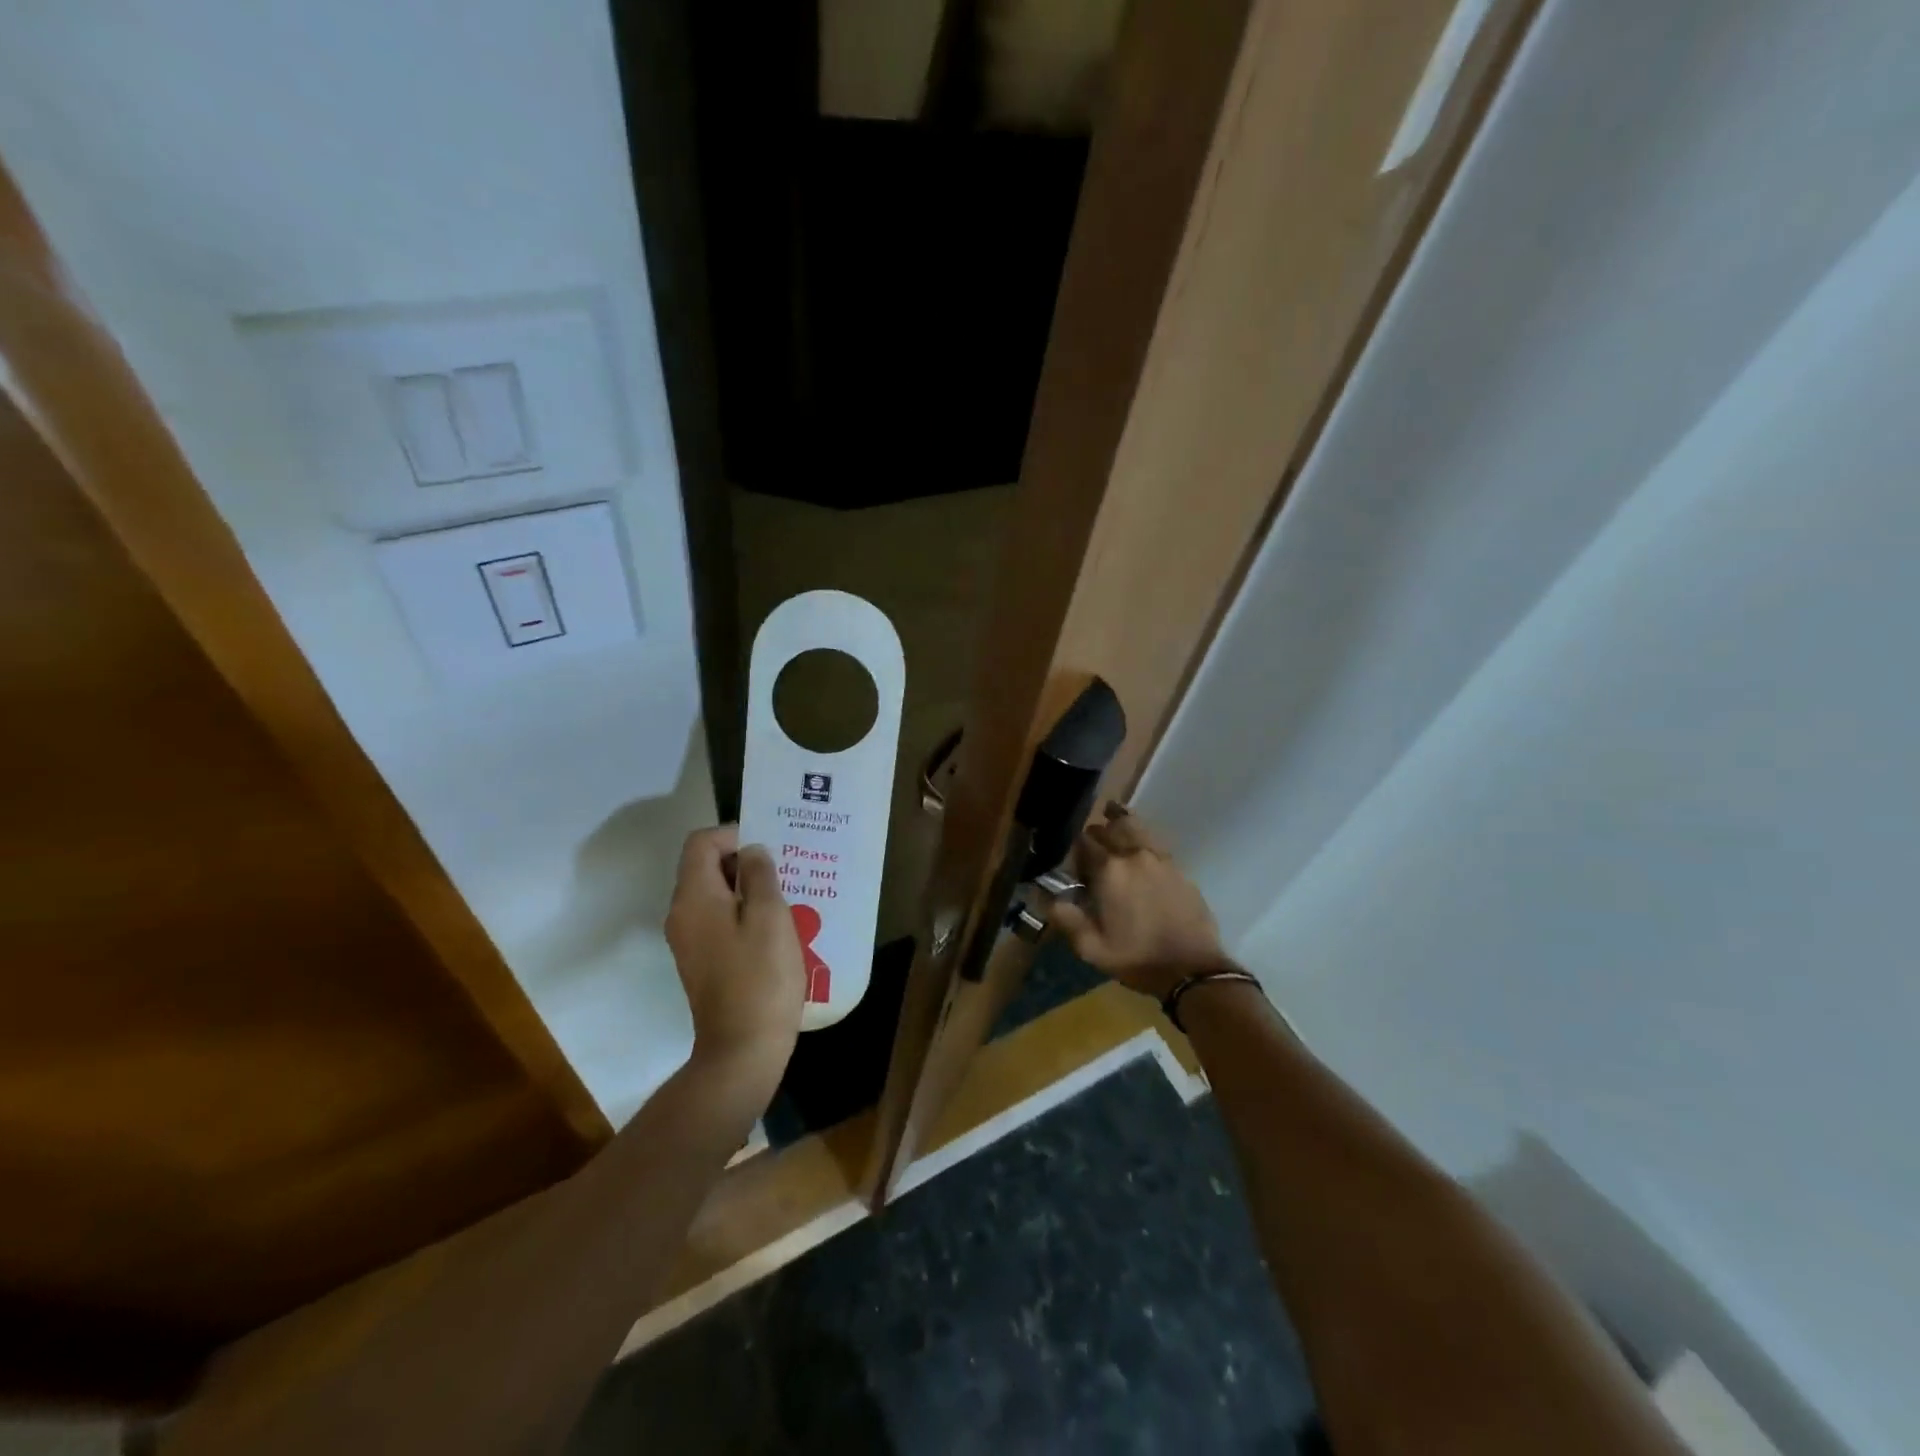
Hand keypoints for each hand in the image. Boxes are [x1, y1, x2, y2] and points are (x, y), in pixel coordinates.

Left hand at [664, 826, 805, 1078]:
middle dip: (744, 861)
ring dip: (747, 888)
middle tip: (785, 869)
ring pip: (714, 895)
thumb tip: (751, 852)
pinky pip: (718, 920)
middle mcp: (682, 914)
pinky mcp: (701, 961)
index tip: (769, 848)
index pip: (701, 843)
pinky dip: (742, 913)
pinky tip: (775, 928)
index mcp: (694, 897)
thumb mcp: (770, 916)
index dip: (734, 834)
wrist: (743, 1049)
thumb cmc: (761, 977)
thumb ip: (760, 875)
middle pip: (705, 867)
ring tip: (786, 896)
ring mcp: (689, 941)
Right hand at [1051, 805, 1233, 999]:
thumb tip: (1045, 896)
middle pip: (1108, 828)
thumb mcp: (1091, 947)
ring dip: (1119, 824)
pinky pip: (1154, 840)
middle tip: (1091, 853)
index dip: (1075, 851)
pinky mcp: (1178, 867)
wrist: (1191, 969)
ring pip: (1134, 826)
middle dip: (1095, 836)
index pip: (1083, 842)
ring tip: (1112, 821)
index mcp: (1109, 870)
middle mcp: (1133, 854)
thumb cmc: (1136, 958)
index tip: (1074, 868)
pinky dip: (1141, 836)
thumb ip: (1065, 917)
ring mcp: (1159, 857)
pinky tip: (1138, 847)